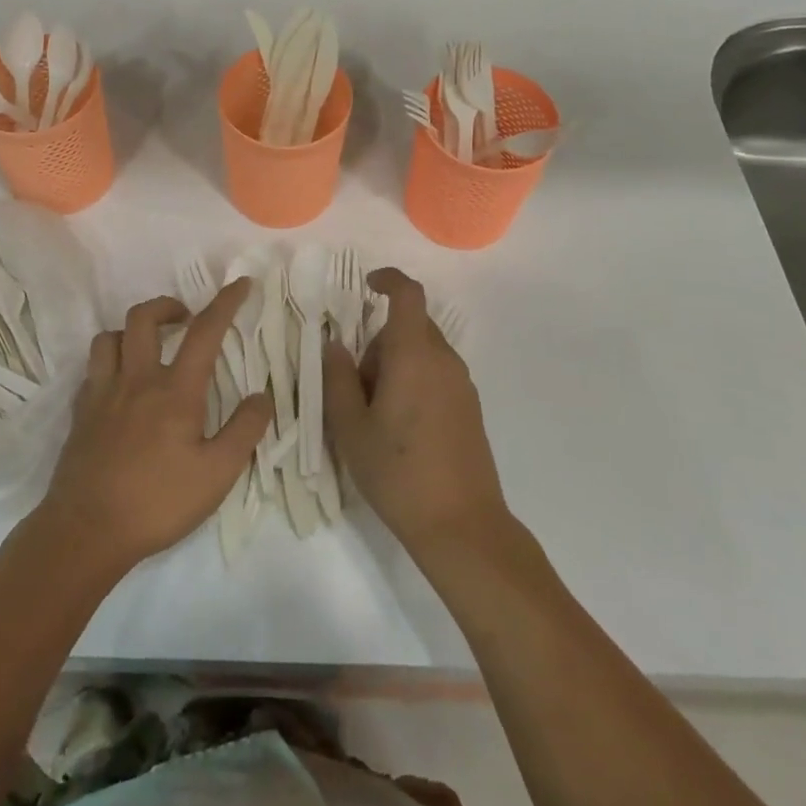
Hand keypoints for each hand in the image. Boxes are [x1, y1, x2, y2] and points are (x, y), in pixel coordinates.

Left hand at [39, 281, 272, 570]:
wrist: (86, 531)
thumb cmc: (158, 502)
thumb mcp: (217, 475)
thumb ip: (244, 431)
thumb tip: (262, 396)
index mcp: (174, 391)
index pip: (204, 332)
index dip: (225, 302)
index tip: (240, 283)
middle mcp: (135, 380)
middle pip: (143, 318)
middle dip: (168, 305)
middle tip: (186, 319)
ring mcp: (102, 394)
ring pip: (109, 337)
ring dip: (132, 332)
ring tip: (149, 349)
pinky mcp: (80, 413)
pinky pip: (92, 370)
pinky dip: (110, 365)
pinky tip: (120, 387)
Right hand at [324, 268, 507, 557]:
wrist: (462, 526)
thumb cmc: (398, 473)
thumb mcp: (351, 428)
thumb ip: (338, 379)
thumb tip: (335, 345)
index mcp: (414, 355)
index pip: (408, 294)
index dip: (388, 280)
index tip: (365, 286)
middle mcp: (443, 360)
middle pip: (409, 326)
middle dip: (378, 342)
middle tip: (356, 386)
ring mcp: (462, 384)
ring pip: (422, 351)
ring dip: (395, 364)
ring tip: (376, 414)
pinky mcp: (470, 407)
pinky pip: (436, 373)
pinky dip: (414, 380)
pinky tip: (401, 428)